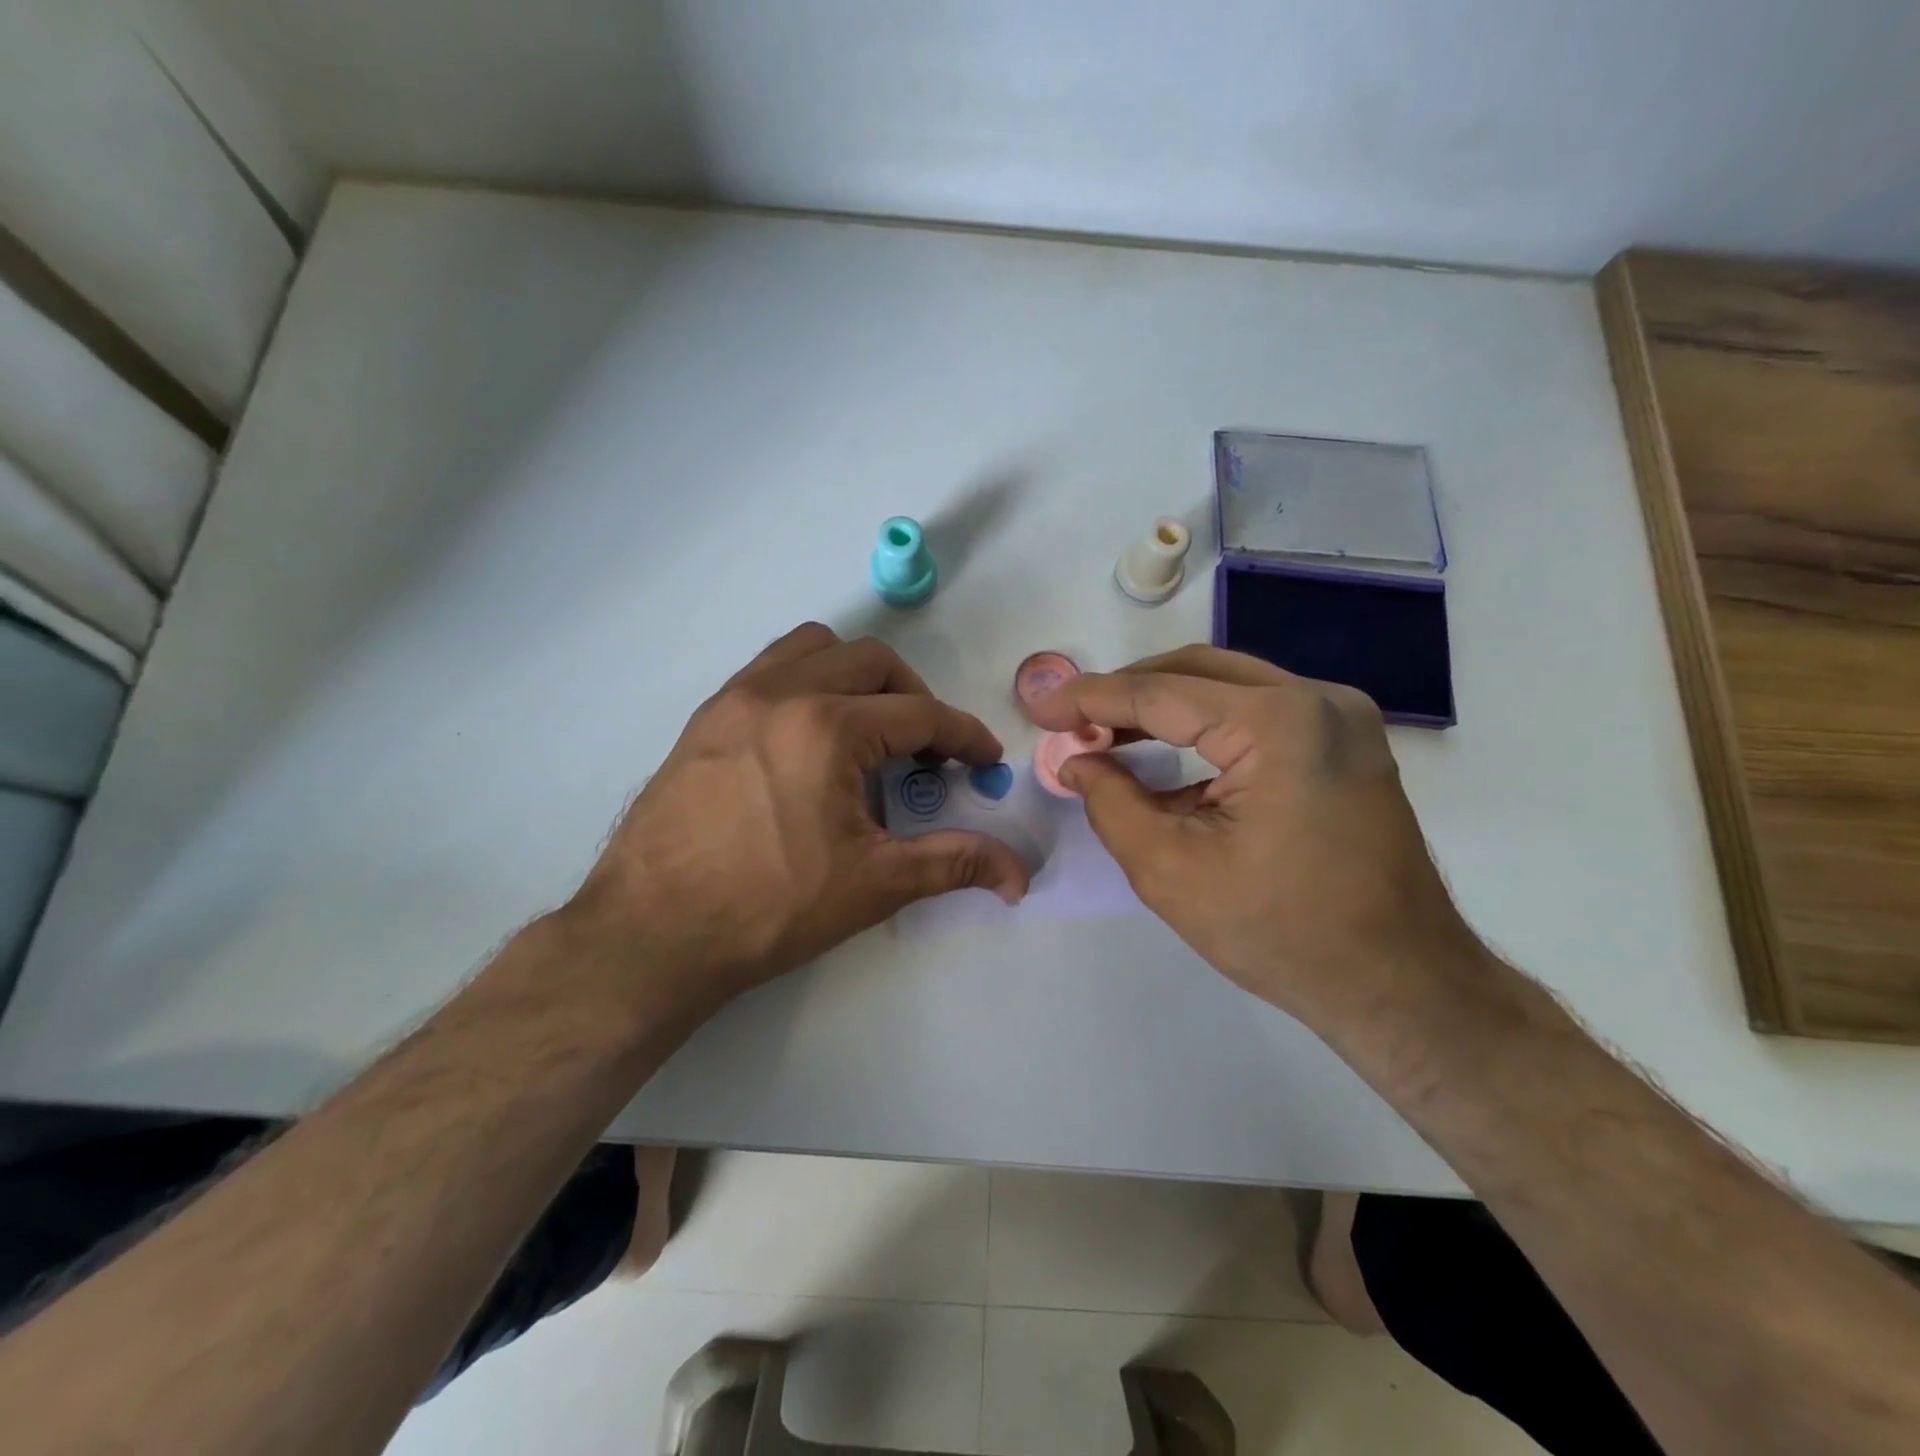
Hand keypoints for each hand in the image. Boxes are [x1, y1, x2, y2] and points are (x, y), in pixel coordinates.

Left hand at [564, 623, 1029, 1020]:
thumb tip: (1020, 874)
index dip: (963, 737)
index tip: (984, 761)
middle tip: (926, 752)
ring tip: (867, 731)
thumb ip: (954, 863)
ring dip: (856, 678)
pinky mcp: (705, 718)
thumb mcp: (874, 885)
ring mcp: (734, 699)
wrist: (650, 936)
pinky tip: (809, 739)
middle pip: (873, 663)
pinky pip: (770, 669)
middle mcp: (780, 693)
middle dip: (914, 699)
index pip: (920, 715)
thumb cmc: (770, 910)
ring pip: (815, 649)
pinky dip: (807, 683)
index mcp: (827, 728)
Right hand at [1029, 646, 1488, 1034]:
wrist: (1400, 985)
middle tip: (1074, 720)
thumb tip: (1077, 761)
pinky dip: (1205, 729)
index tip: (1042, 709)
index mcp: (1278, 723)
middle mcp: (1317, 700)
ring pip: (1228, 687)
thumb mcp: (1170, 872)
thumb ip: (1111, 803)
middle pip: (1196, 672)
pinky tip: (1166, 762)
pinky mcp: (1346, 744)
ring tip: (1107, 735)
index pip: (1160, 693)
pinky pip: (1259, 714)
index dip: (1091, 698)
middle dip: (1127, 693)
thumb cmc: (1282, 933)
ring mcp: (1341, 718)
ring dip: (1164, 707)